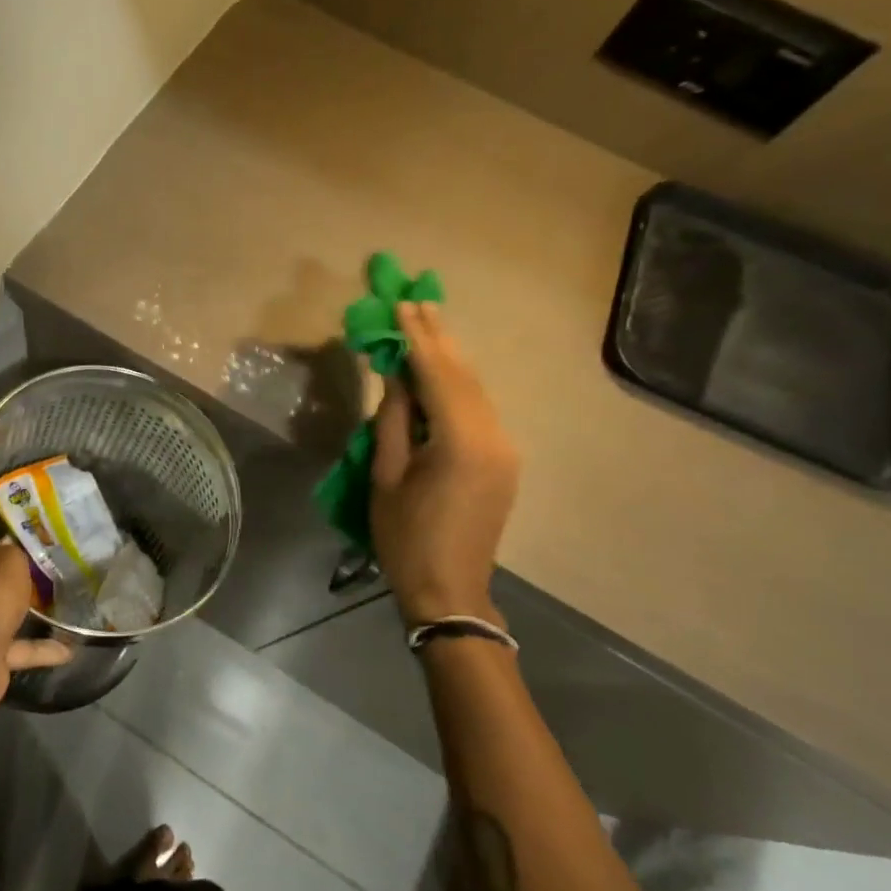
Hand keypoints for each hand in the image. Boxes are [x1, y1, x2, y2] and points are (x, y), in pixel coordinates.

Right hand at [371, 301, 520, 628]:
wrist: (449, 590)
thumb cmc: (405, 536)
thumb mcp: (386, 474)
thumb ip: (393, 418)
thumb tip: (395, 374)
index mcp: (461, 441)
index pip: (437, 375)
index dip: (417, 339)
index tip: (401, 305)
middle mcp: (493, 436)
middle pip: (463, 375)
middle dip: (438, 337)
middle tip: (417, 301)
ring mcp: (504, 448)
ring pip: (475, 389)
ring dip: (450, 357)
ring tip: (429, 323)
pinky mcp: (504, 460)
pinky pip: (480, 409)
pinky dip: (458, 384)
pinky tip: (442, 369)